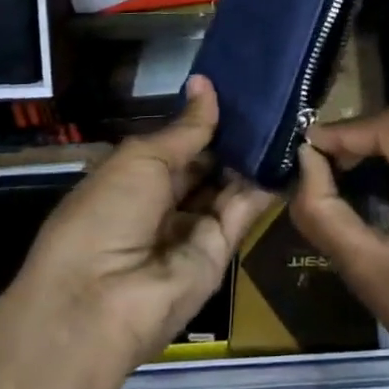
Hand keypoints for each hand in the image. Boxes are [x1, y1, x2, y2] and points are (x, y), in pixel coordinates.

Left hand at [13, 76, 274, 372]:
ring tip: (287, 116)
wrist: (99, 303)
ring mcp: (193, 229)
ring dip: (253, 156)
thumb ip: (185, 129)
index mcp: (134, 178)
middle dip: (234, 135)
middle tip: (274, 98)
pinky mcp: (220, 252)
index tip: (240, 87)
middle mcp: (164, 203)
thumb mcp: (140, 159)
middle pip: (206, 164)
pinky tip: (288, 152)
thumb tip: (205, 84)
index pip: (178, 144)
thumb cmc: (105, 214)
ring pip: (228, 185)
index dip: (205, 119)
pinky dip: (264, 185)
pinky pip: (244, 211)